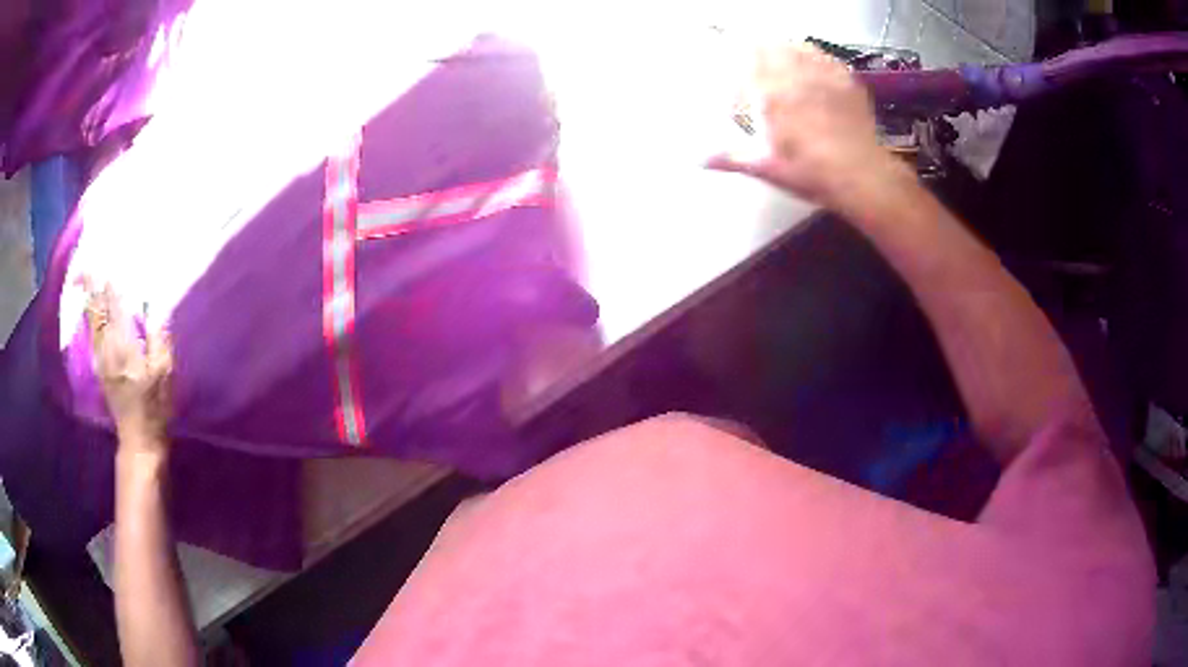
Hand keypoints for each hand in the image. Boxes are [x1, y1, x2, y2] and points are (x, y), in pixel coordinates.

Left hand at [83, 278, 172, 449]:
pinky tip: (91, 308)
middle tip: (85, 264)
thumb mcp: (165, 372)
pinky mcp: (99, 366)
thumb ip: (158, 335)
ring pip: (91, 319)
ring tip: (85, 278)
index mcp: (123, 344)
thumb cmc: (156, 406)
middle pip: (95, 309)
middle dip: (89, 285)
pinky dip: (90, 315)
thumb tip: (153, 304)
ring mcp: (100, 357)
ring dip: (88, 298)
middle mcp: (106, 346)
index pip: (112, 304)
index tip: (106, 261)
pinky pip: (92, 332)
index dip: (108, 282)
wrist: (139, 440)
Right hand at [708, 44, 901, 207]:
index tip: (724, 44)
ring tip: (780, 53)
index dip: (734, 47)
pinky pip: (825, 57)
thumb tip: (697, 160)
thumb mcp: (766, 168)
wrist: (861, 176)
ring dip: (785, 47)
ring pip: (798, 46)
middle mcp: (795, 76)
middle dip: (758, 45)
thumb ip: (731, 157)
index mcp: (771, 93)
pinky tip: (813, 62)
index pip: (746, 56)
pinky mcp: (847, 82)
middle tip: (751, 48)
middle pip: (771, 45)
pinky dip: (814, 55)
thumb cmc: (810, 173)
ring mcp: (824, 76)